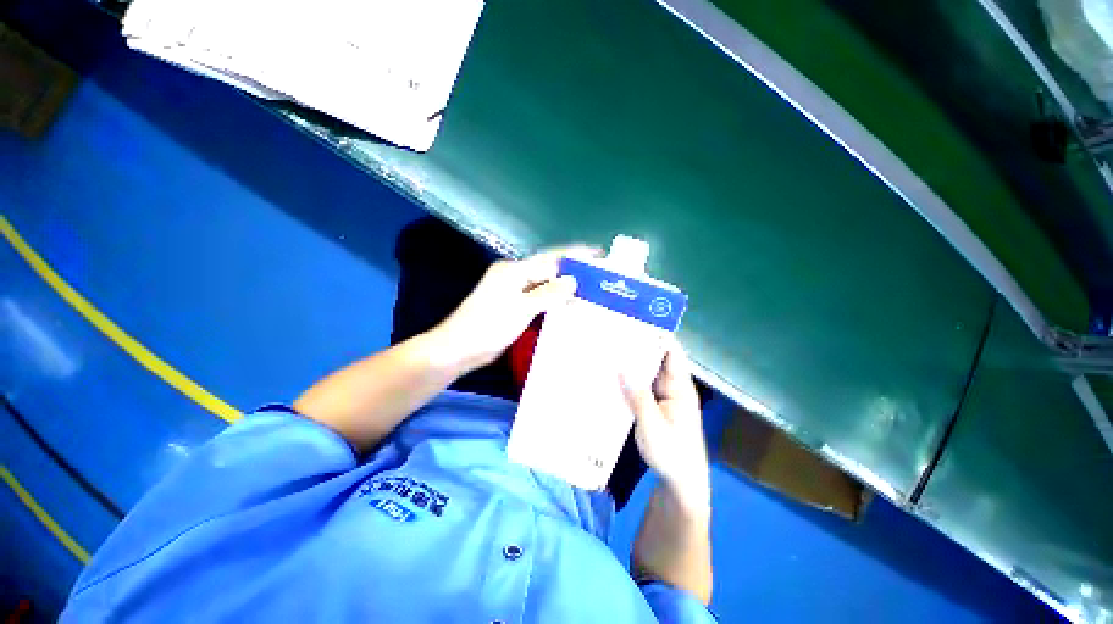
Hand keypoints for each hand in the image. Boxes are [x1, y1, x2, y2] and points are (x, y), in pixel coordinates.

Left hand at [433, 246, 593, 370]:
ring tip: (588, 289)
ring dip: (564, 286)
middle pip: (548, 269)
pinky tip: (567, 304)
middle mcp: (514, 275)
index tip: (597, 254)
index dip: (575, 255)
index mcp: (514, 270)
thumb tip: (573, 280)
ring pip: (545, 284)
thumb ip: (548, 293)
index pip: (550, 258)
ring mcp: (513, 290)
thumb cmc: (488, 326)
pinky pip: (539, 297)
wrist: (459, 349)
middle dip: (572, 270)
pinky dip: (554, 300)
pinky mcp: (513, 305)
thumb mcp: (521, 309)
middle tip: (597, 274)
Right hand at [622, 344, 710, 512]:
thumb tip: (622, 367)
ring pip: (647, 371)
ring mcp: (663, 395)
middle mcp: (672, 385)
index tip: (636, 320)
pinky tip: (612, 374)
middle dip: (639, 345)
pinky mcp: (654, 404)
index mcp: (680, 387)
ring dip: (632, 361)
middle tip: (614, 332)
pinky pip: (642, 384)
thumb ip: (638, 397)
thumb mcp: (653, 426)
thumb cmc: (672, 454)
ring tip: (609, 348)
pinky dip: (629, 377)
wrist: (681, 481)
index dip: (657, 334)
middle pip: (657, 357)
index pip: (671, 352)